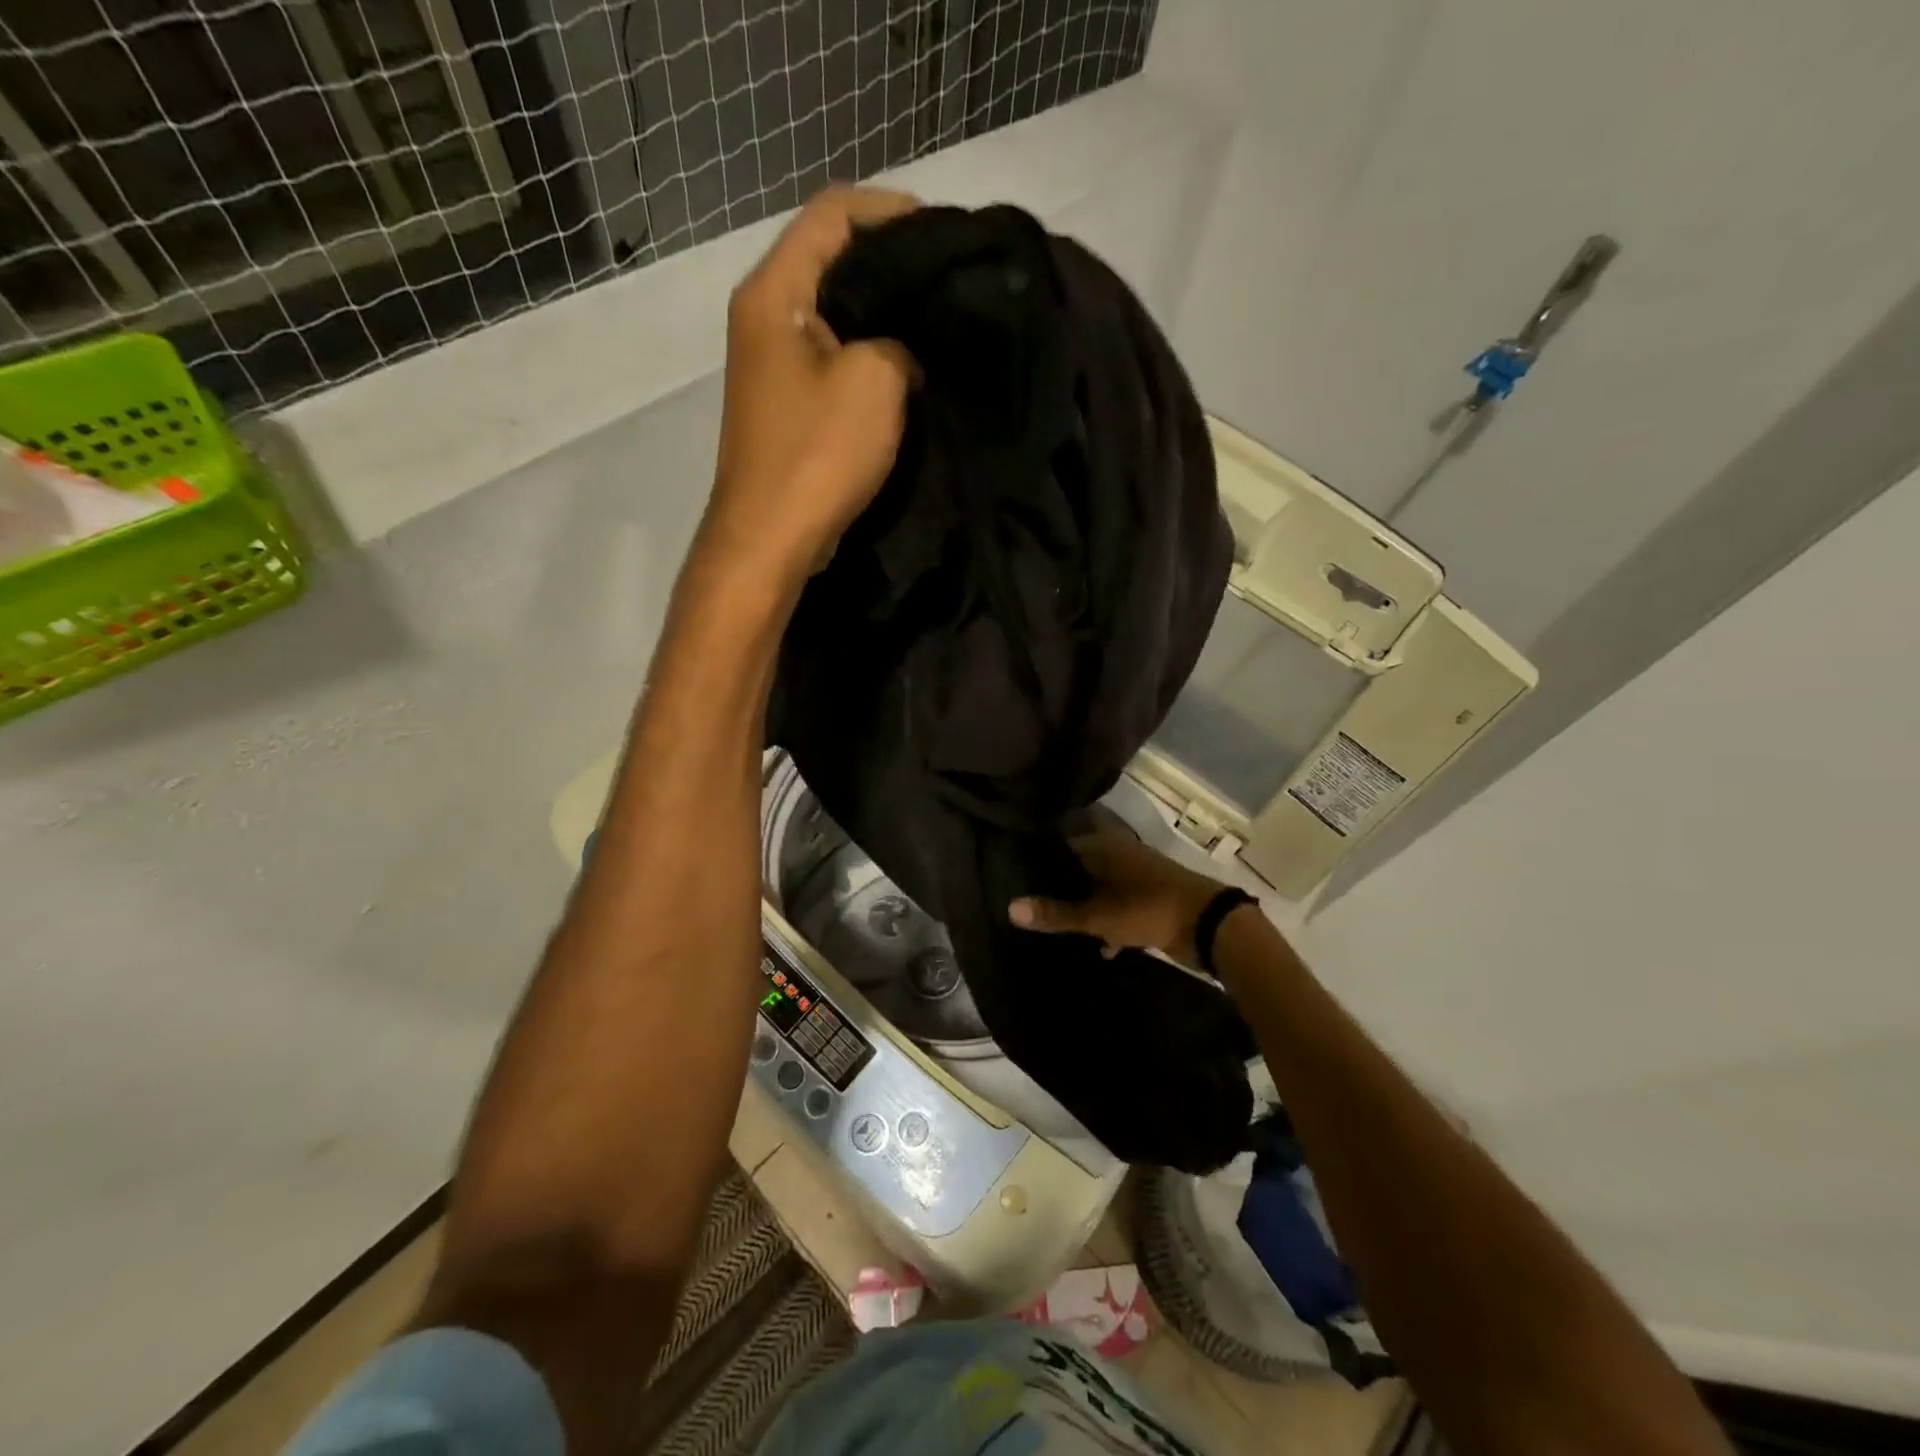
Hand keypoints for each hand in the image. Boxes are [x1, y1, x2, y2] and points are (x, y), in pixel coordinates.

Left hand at [704, 185, 918, 578]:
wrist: (771, 538)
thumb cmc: (817, 453)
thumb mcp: (876, 381)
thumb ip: (901, 341)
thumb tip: (904, 351)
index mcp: (774, 292)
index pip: (832, 214)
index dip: (890, 211)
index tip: (944, 234)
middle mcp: (764, 316)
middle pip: (832, 260)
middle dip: (892, 264)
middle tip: (948, 280)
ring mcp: (773, 364)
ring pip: (835, 314)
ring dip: (883, 315)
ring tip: (937, 322)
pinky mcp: (787, 405)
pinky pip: (833, 360)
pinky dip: (869, 356)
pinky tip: (909, 369)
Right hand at [1008, 830, 1227, 969]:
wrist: (1209, 926)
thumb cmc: (1148, 908)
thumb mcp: (1097, 915)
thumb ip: (1055, 913)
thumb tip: (1009, 908)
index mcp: (1104, 847)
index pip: (1063, 844)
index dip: (1041, 858)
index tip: (1016, 872)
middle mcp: (1119, 854)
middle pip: (1081, 867)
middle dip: (1061, 885)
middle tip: (1031, 900)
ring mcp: (1137, 877)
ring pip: (1101, 889)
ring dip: (1085, 905)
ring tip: (1057, 924)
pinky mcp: (1151, 900)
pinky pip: (1120, 908)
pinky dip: (1110, 924)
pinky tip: (1099, 947)